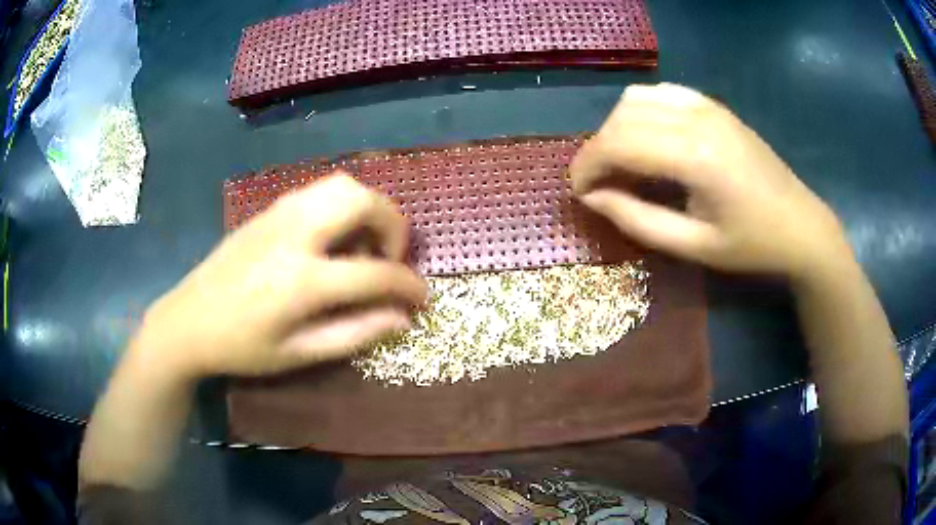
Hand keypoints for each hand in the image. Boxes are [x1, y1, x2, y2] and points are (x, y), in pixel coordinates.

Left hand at [135, 173, 427, 378]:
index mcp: (302, 279)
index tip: (423, 297)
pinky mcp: (268, 210)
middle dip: (393, 225)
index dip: (408, 285)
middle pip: (362, 200)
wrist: (187, 321)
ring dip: (366, 210)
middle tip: (388, 258)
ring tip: (362, 247)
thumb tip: (402, 318)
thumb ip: (355, 333)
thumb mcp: (299, 354)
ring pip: (341, 184)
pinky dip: (341, 207)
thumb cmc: (242, 347)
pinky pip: (319, 191)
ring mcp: (279, 214)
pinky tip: (331, 240)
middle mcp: (295, 233)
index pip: (375, 273)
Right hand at [571, 83, 850, 279]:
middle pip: (622, 118)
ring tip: (621, 163)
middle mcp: (696, 118)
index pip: (618, 144)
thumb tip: (592, 199)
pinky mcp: (713, 105)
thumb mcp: (693, 246)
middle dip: (597, 149)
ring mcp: (706, 105)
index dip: (588, 165)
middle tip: (597, 184)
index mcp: (694, 156)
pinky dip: (641, 112)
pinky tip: (649, 139)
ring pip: (636, 99)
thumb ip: (637, 220)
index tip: (578, 191)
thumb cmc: (752, 245)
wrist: (801, 225)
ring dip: (617, 128)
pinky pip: (661, 93)